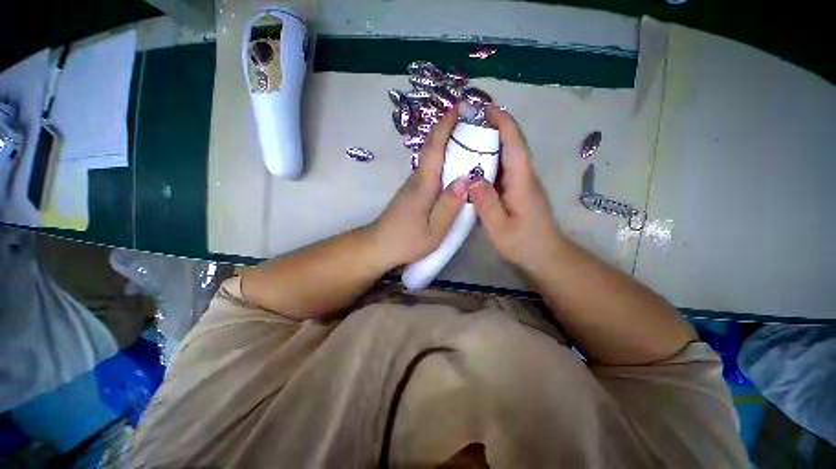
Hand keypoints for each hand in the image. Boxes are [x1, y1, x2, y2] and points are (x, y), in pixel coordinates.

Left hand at [369, 104, 467, 267]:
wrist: (379, 246)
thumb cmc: (406, 240)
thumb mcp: (434, 230)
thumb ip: (450, 205)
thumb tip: (467, 178)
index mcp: (423, 185)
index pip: (434, 147)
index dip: (445, 125)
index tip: (459, 106)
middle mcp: (417, 178)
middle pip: (433, 148)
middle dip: (450, 129)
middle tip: (474, 120)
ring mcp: (413, 184)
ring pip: (432, 158)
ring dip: (448, 143)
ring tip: (470, 138)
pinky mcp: (413, 191)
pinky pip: (431, 170)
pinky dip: (443, 160)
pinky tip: (455, 165)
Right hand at [468, 106, 564, 271]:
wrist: (546, 255)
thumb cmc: (524, 244)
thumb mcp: (500, 229)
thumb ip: (487, 204)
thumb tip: (472, 179)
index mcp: (522, 182)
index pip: (514, 144)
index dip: (502, 122)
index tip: (484, 107)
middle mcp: (524, 176)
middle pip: (511, 143)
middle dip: (493, 126)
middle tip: (467, 120)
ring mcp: (521, 182)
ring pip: (507, 154)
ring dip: (490, 140)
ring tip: (466, 135)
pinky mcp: (517, 189)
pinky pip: (503, 167)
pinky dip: (489, 158)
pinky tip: (473, 161)